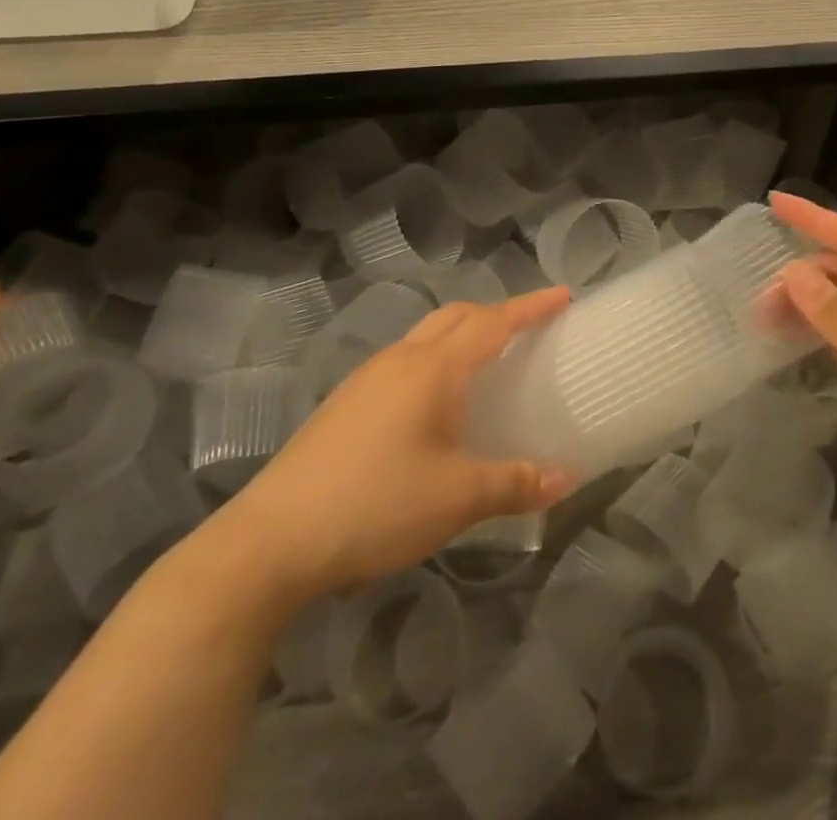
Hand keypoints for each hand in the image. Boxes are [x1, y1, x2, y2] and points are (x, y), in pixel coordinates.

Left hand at [213, 289, 574, 606]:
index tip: (563, 296)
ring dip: (461, 334)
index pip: (493, 322)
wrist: (270, 540)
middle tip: (528, 328)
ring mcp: (366, 380)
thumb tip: (566, 479)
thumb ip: (515, 483)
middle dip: (495, 313)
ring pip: (424, 336)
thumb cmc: (376, 505)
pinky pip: (402, 362)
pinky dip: (433, 360)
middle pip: (456, 317)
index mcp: (433, 369)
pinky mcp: (343, 404)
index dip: (530, 307)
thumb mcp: (457, 498)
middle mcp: (400, 360)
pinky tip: (432, 403)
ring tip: (485, 361)